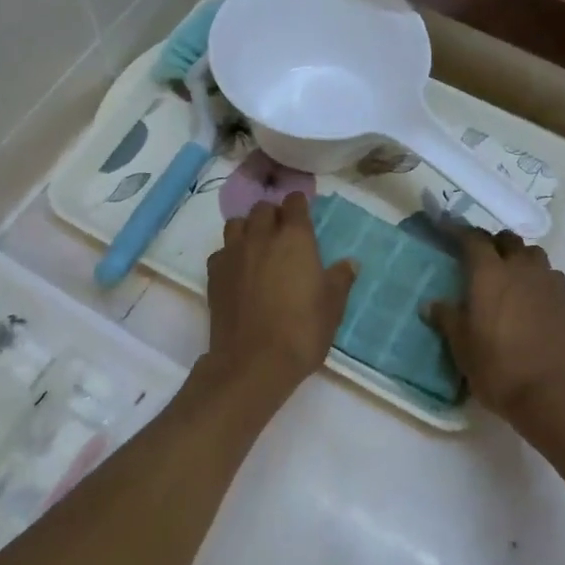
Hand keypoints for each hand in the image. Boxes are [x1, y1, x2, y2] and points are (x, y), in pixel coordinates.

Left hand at [205, 194, 355, 393]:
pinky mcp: (214, 274)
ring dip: (248, 228)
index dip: (299, 205)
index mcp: (295, 238)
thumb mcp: (332, 306)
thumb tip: (350, 263)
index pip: (294, 203)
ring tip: (258, 246)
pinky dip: (230, 254)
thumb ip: (340, 279)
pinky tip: (239, 271)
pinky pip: (221, 251)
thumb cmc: (302, 330)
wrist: (254, 362)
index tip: (304, 212)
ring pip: (236, 223)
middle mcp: (261, 236)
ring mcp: (233, 253)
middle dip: (273, 215)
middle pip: (263, 209)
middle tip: (283, 233)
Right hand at [425, 230, 564, 425]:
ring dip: (518, 257)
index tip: (447, 230)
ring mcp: (548, 282)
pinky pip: (550, 276)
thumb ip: (447, 319)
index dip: (458, 231)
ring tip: (508, 276)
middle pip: (507, 240)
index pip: (473, 239)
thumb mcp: (462, 346)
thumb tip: (431, 304)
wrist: (554, 394)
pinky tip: (531, 298)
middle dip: (492, 243)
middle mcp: (520, 268)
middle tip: (479, 259)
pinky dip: (537, 278)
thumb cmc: (498, 367)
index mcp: (489, 273)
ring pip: (533, 254)